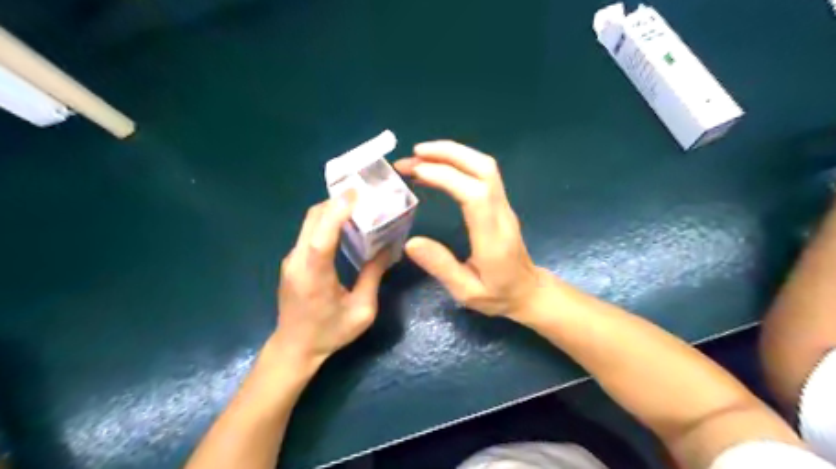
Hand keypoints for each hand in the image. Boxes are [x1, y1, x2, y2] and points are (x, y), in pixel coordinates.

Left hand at [277, 196, 389, 367]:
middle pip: (313, 220)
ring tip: (358, 207)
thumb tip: (386, 248)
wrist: (294, 348)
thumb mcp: (362, 311)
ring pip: (309, 223)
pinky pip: (309, 233)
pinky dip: (326, 222)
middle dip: (337, 202)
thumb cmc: (330, 333)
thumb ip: (372, 276)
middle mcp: (297, 261)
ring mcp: (291, 260)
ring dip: (332, 210)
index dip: (337, 212)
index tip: (356, 193)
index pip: (322, 236)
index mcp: (314, 276)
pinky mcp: (292, 261)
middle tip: (364, 196)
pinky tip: (344, 226)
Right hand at [395, 142, 546, 319]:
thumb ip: (441, 267)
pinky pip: (482, 174)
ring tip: (420, 156)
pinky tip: (437, 169)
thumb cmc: (497, 295)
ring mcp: (503, 205)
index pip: (474, 193)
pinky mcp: (500, 203)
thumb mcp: (466, 291)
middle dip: (448, 153)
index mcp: (492, 237)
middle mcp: (501, 213)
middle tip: (413, 154)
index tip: (416, 172)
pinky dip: (458, 162)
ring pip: (484, 166)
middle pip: (483, 168)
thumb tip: (411, 242)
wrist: (528, 291)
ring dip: (453, 154)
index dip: (446, 176)